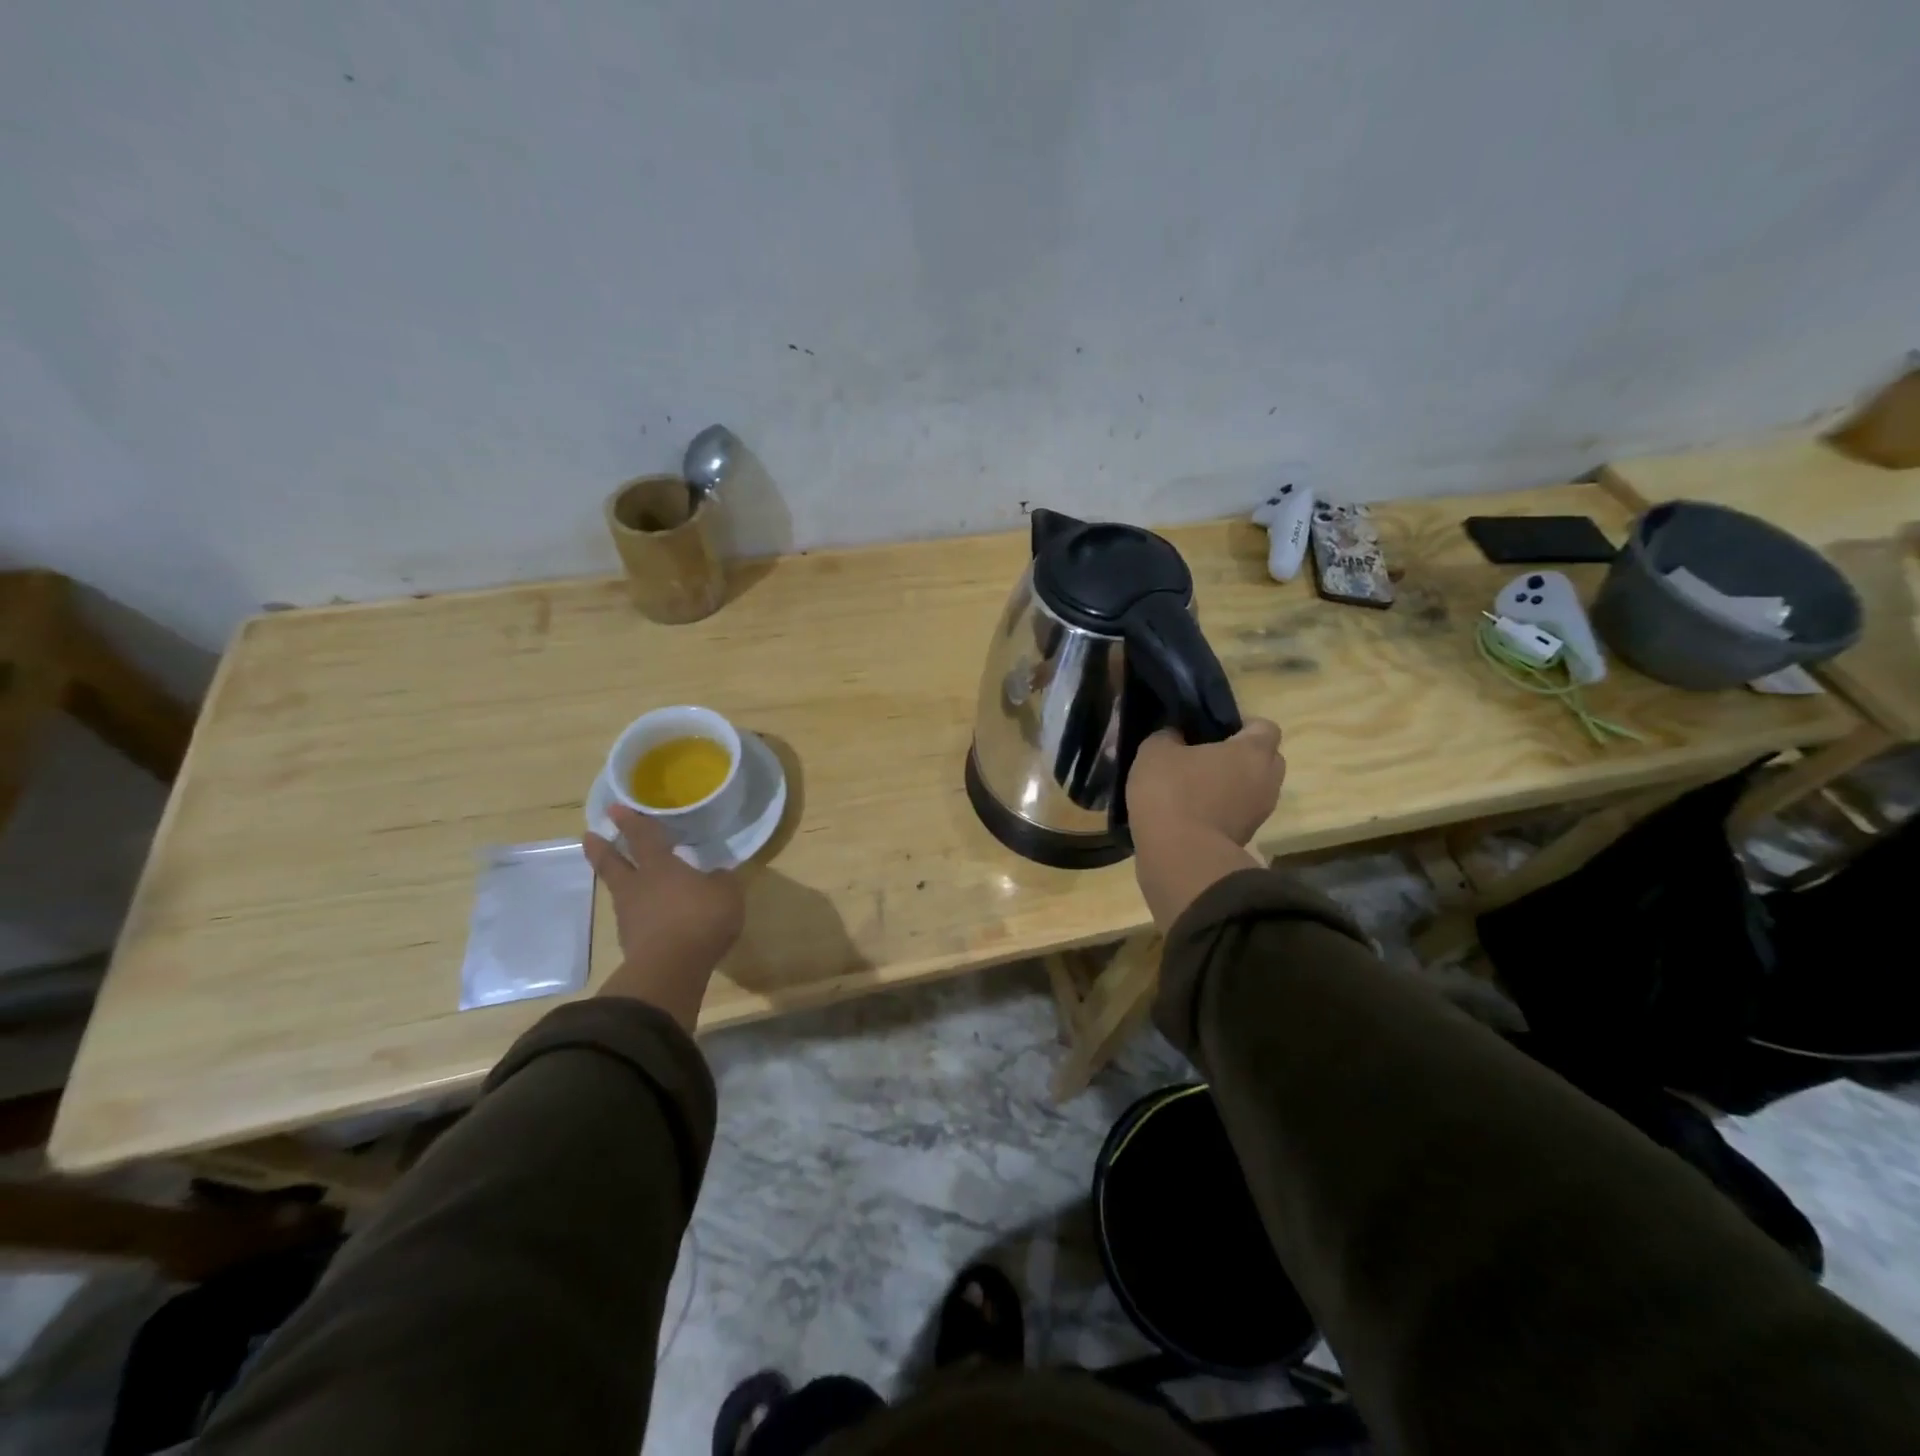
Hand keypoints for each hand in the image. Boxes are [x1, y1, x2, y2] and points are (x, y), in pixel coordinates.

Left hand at [583, 805, 744, 1028]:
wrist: (671, 969)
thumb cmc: (700, 919)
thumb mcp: (726, 893)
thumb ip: (721, 881)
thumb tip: (716, 876)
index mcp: (660, 867)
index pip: (642, 837)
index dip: (630, 821)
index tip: (614, 808)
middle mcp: (638, 887)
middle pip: (613, 863)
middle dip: (602, 848)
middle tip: (589, 836)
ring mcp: (630, 917)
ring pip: (621, 892)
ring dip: (620, 882)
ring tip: (627, 879)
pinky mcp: (632, 944)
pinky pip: (634, 920)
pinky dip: (639, 914)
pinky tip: (650, 916)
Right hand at [1129, 719, 1285, 847]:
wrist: (1179, 856)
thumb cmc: (1173, 792)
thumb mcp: (1155, 751)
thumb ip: (1168, 735)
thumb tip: (1175, 736)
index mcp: (1253, 751)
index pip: (1265, 726)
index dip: (1242, 724)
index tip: (1213, 729)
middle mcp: (1267, 780)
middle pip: (1265, 759)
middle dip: (1241, 756)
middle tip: (1206, 756)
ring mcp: (1259, 814)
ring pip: (1252, 789)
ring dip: (1231, 786)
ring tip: (1196, 786)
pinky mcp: (1245, 839)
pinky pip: (1238, 814)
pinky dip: (1222, 810)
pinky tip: (1190, 810)